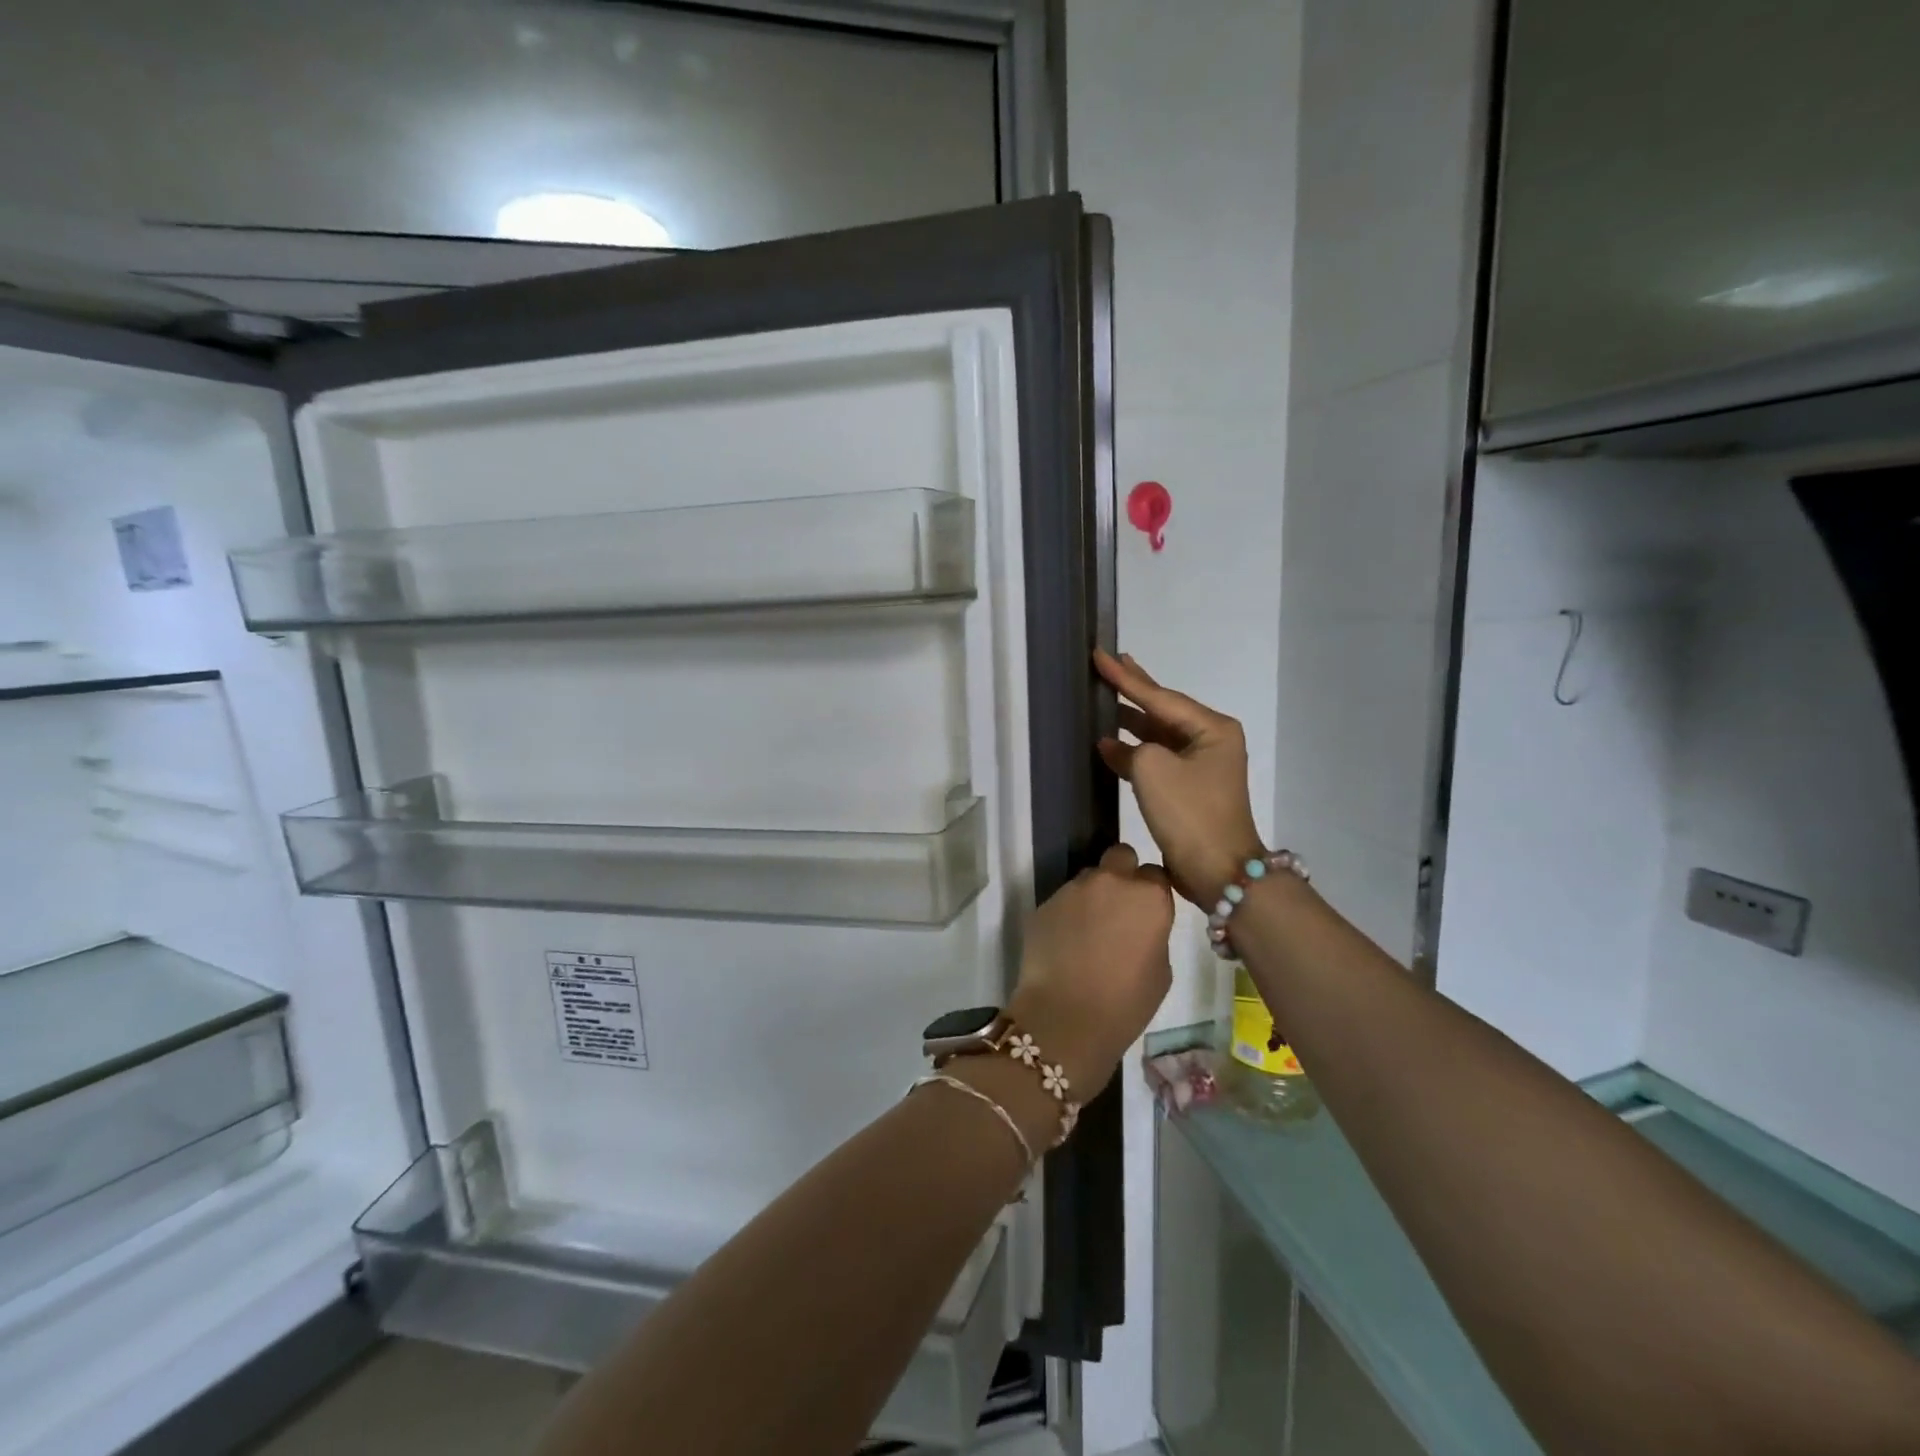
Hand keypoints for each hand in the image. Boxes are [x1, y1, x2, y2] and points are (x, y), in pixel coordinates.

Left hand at [1006, 843, 1173, 1097]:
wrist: (1066, 1017)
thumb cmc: (1125, 1002)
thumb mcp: (1161, 970)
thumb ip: (1153, 932)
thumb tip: (1140, 925)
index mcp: (1148, 896)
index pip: (1156, 873)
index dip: (1152, 890)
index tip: (1148, 910)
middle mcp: (1111, 881)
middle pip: (1120, 857)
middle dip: (1122, 874)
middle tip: (1119, 907)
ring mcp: (1073, 889)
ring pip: (1088, 877)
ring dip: (1092, 894)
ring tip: (1088, 930)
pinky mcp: (1044, 903)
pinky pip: (1063, 900)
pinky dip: (1068, 914)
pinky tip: (1066, 943)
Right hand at [1094, 649, 1263, 907]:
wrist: (1218, 870)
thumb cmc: (1189, 812)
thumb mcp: (1152, 769)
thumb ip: (1129, 748)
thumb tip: (1114, 745)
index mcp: (1211, 728)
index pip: (1160, 696)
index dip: (1126, 677)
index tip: (1100, 654)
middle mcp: (1210, 741)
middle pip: (1163, 709)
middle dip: (1134, 689)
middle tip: (1110, 663)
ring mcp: (1200, 766)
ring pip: (1158, 735)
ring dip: (1130, 722)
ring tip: (1105, 698)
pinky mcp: (1188, 789)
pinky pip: (1156, 759)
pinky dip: (1132, 752)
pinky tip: (1108, 744)